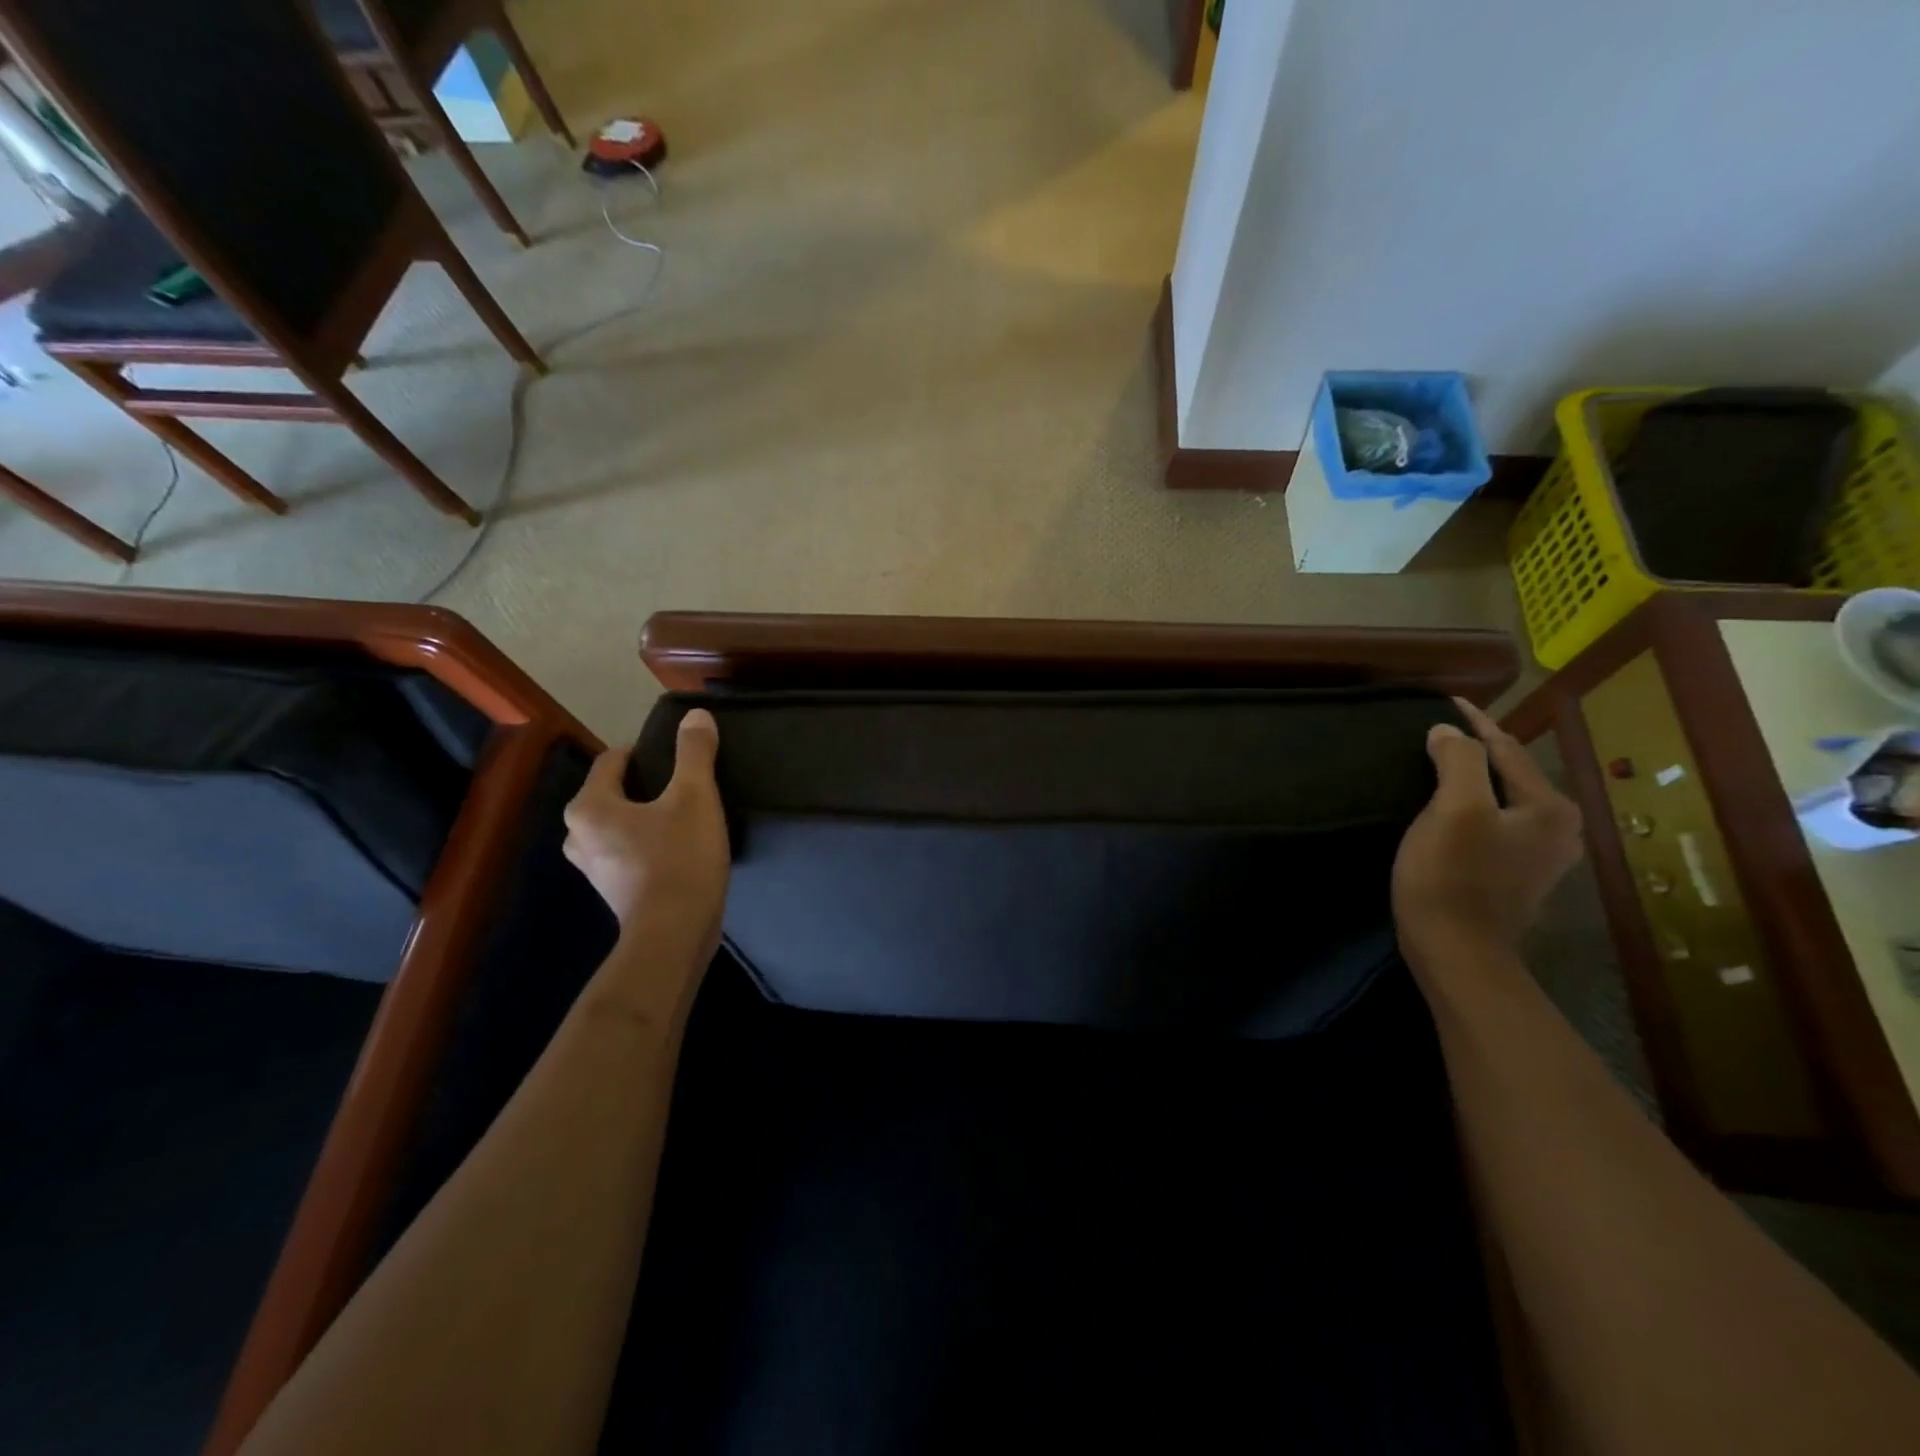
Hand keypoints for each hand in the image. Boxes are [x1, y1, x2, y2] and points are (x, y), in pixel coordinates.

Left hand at [563, 710, 729, 964]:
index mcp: (590, 807)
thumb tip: (696, 715)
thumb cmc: (679, 858)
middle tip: (686, 787)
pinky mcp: (614, 891)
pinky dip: (649, 844)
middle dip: (647, 786)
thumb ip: (694, 753)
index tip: (681, 758)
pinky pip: (629, 852)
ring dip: (648, 817)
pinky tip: (680, 849)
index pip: (613, 760)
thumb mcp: (695, 797)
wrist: (674, 935)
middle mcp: (579, 835)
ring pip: (621, 825)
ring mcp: (594, 868)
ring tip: (685, 817)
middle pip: (614, 793)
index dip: (647, 751)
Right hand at [1392, 697, 1582, 967]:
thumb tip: (1448, 733)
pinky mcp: (1515, 876)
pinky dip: (1474, 804)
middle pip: (1511, 773)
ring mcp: (1540, 856)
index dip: (1475, 721)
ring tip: (1445, 760)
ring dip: (1476, 777)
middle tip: (1444, 729)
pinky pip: (1495, 822)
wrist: (1456, 950)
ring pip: (1503, 798)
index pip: (1508, 748)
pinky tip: (1451, 806)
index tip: (1447, 700)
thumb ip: (1459, 760)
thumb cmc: (1452, 876)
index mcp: (1549, 808)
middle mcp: (1557, 829)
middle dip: (1480, 747)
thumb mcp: (1454, 810)